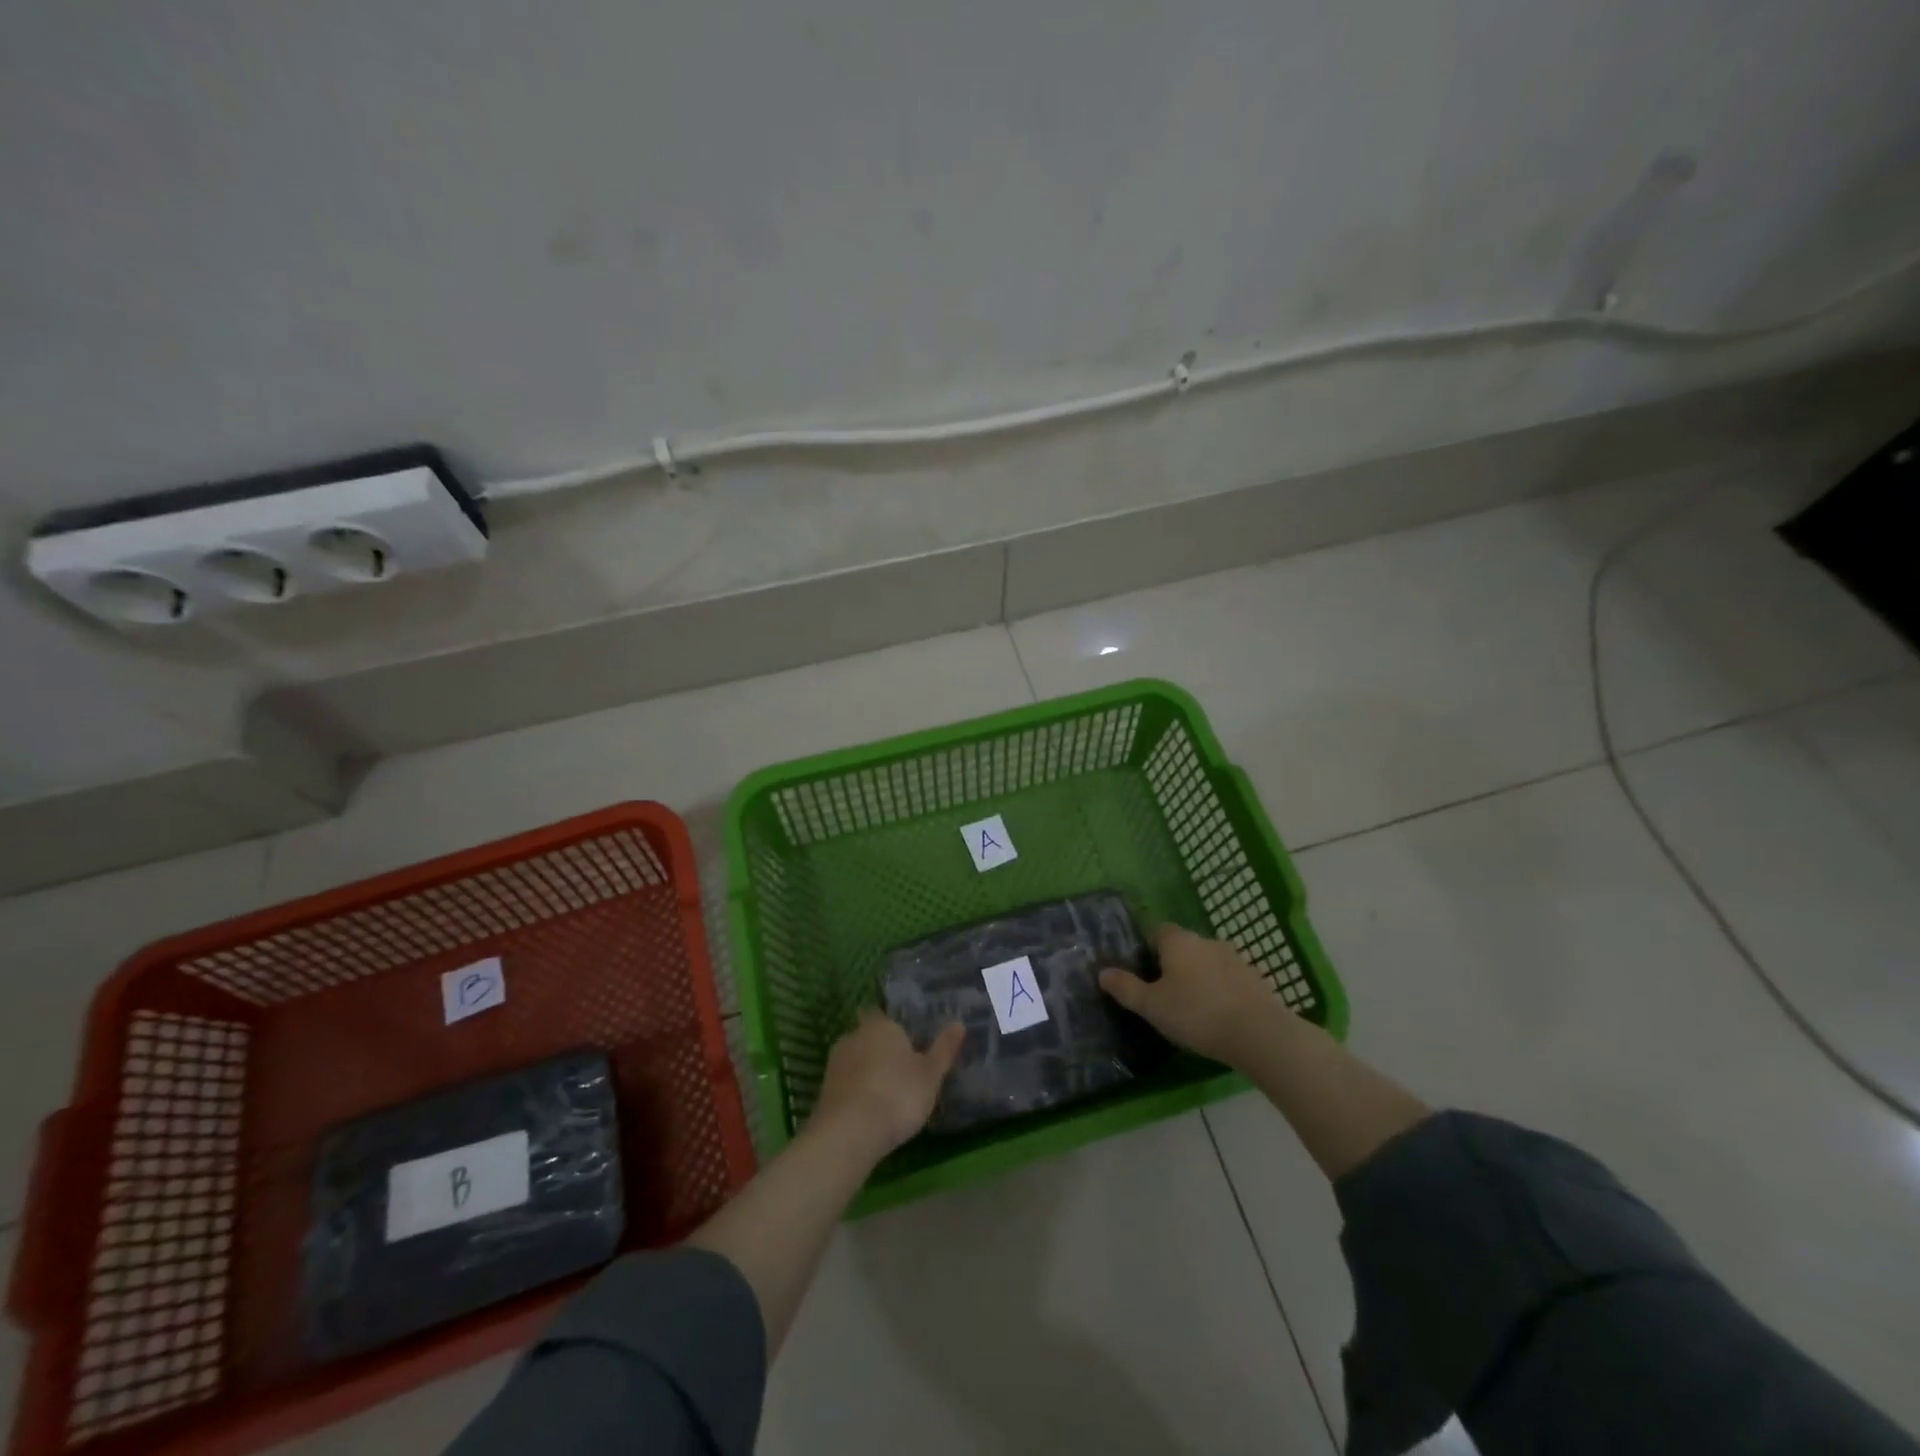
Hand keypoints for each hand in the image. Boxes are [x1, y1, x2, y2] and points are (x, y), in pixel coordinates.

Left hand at [810, 1009, 964, 1157]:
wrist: (849, 1132)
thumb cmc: (897, 1095)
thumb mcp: (930, 1074)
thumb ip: (943, 1049)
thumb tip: (959, 1023)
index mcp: (881, 1026)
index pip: (882, 1015)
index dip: (892, 1028)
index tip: (905, 1042)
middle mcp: (854, 1036)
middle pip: (867, 1037)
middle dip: (879, 1049)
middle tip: (899, 1070)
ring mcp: (834, 1063)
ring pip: (854, 1060)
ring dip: (865, 1072)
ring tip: (884, 1093)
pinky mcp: (823, 1090)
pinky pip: (844, 1084)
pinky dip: (854, 1092)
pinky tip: (867, 1110)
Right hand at [1100, 924, 1280, 1064]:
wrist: (1259, 1033)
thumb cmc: (1196, 1014)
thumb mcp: (1152, 1006)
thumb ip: (1126, 988)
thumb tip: (1102, 972)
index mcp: (1178, 941)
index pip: (1157, 931)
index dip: (1148, 949)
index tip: (1144, 974)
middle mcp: (1206, 940)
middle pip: (1183, 946)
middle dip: (1173, 964)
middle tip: (1165, 995)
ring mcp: (1234, 957)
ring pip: (1207, 962)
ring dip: (1199, 977)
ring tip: (1193, 1008)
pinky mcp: (1255, 977)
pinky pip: (1228, 978)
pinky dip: (1220, 990)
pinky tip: (1219, 1015)